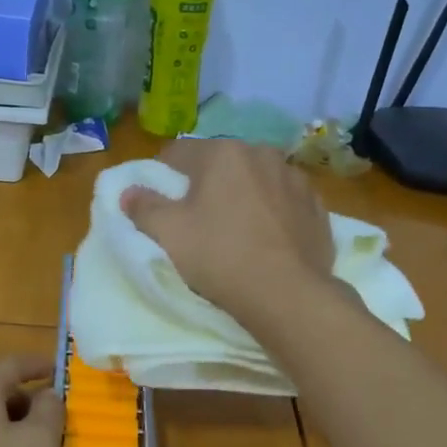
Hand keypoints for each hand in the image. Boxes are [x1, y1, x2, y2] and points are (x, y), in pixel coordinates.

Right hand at [121, 139, 335, 321]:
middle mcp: (262, 154)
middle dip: (206, 182)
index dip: (163, 174)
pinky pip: (284, 201)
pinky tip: (267, 238)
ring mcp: (295, 179)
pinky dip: (272, 211)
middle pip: (221, 163)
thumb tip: (128, 192)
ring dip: (243, 194)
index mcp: (223, 152)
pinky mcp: (317, 206)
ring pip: (256, 179)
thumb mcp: (169, 233)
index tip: (160, 201)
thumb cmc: (220, 256)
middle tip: (197, 217)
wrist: (287, 294)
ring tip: (236, 228)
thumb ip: (144, 207)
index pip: (179, 152)